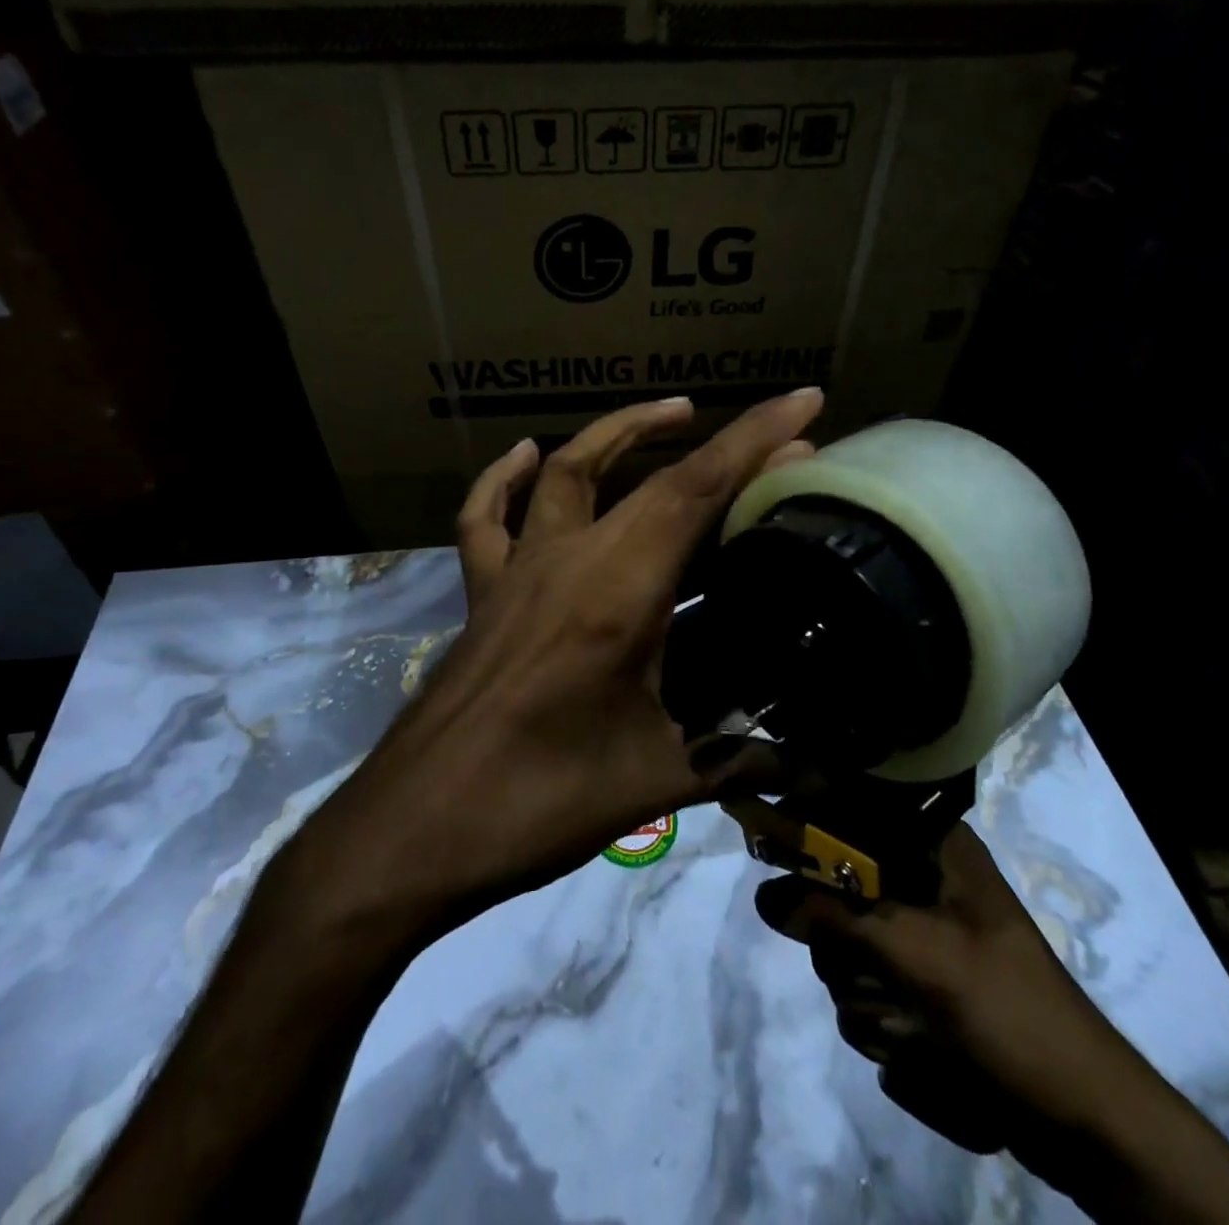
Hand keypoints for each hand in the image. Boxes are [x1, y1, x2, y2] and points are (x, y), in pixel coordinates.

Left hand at [306, 390, 820, 933]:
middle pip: (648, 478)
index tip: (804, 402)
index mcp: (617, 593)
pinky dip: (504, 479)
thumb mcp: (654, 780)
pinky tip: (524, 455)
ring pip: (565, 471)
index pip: (695, 492)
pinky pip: (486, 518)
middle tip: (773, 440)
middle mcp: (567, 561)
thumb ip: (736, 763)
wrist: (417, 827)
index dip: (754, 441)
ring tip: (672, 414)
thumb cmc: (540, 801)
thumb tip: (811, 772)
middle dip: (717, 444)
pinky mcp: (482, 594)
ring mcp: (517, 571)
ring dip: (620, 434)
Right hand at [756, 825, 1228, 1222]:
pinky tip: (925, 1053)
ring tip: (918, 1029)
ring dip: (867, 1000)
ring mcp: (914, 936)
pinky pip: (861, 994)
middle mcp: (917, 881)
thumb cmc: (1011, 1017)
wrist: (1087, 1126)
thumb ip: (837, 917)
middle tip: (877, 972)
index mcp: (930, 847)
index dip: (802, 815)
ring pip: (839, 949)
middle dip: (843, 946)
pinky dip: (883, 1029)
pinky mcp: (913, 985)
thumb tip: (764, 895)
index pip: (846, 803)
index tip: (762, 836)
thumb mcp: (920, 957)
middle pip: (830, 887)